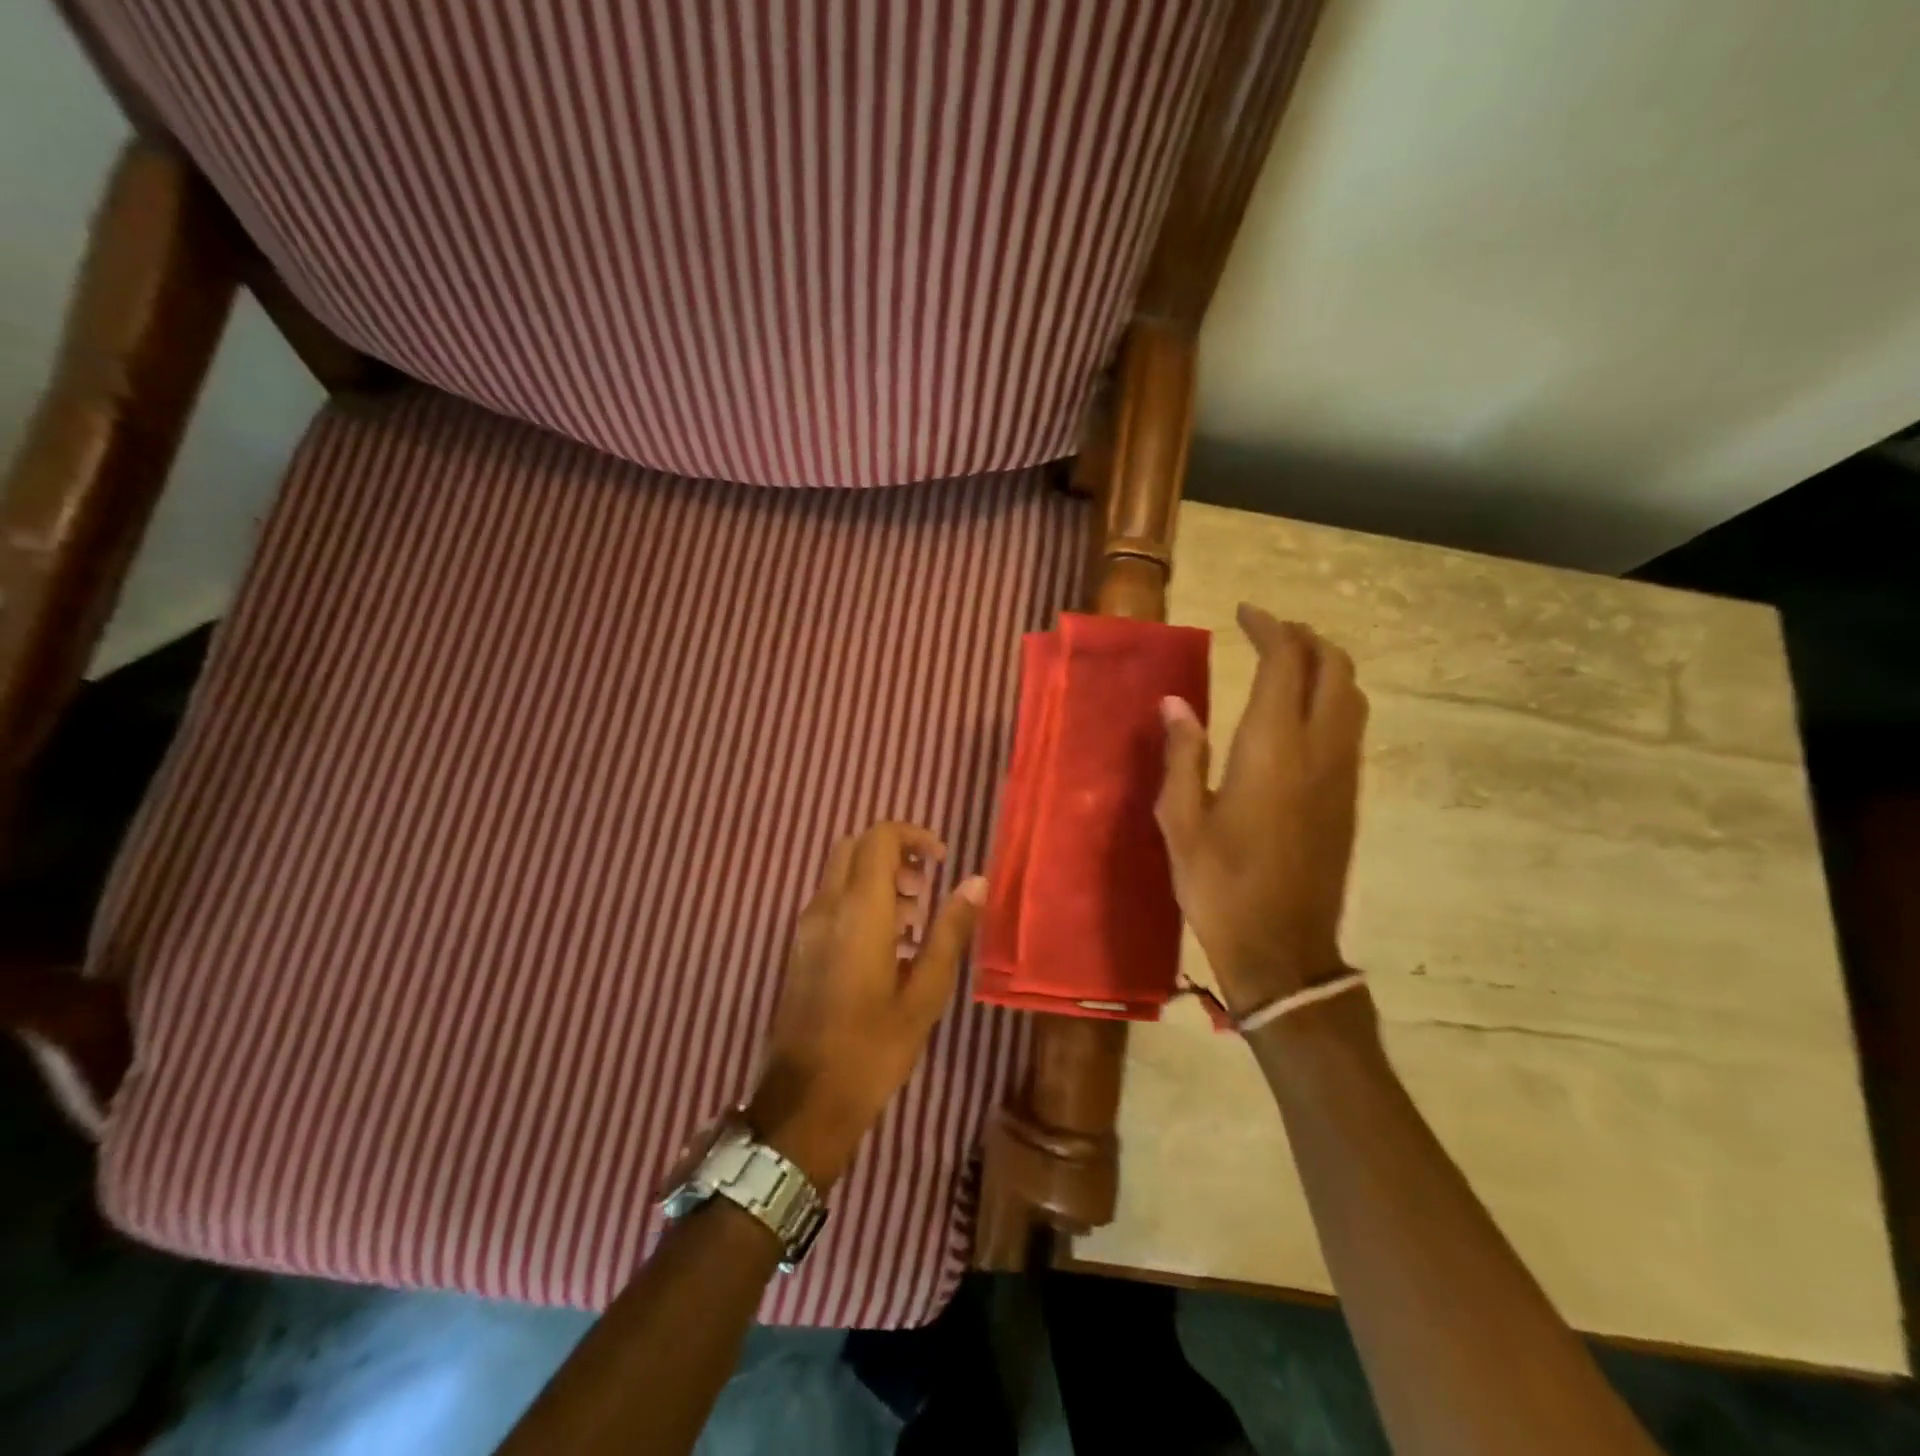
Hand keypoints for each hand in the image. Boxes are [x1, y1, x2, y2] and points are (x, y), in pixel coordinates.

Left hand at [747, 821, 985, 1189]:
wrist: (805, 1101)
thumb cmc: (873, 1048)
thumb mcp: (925, 992)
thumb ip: (950, 931)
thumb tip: (976, 881)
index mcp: (859, 910)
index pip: (879, 838)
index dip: (913, 836)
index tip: (941, 860)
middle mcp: (826, 907)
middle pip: (856, 848)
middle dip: (894, 853)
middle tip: (925, 888)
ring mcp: (807, 928)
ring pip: (841, 874)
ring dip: (878, 880)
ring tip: (913, 924)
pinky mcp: (800, 949)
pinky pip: (831, 903)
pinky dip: (860, 902)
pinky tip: (887, 949)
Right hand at [1155, 605, 1368, 1015]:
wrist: (1283, 950)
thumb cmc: (1220, 885)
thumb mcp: (1181, 821)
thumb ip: (1183, 755)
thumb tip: (1176, 703)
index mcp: (1272, 749)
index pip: (1286, 663)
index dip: (1270, 628)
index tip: (1245, 613)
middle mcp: (1319, 750)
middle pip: (1334, 668)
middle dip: (1306, 638)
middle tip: (1269, 632)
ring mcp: (1341, 774)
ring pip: (1352, 696)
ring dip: (1324, 666)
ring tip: (1286, 663)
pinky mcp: (1348, 798)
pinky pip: (1351, 726)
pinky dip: (1331, 698)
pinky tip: (1299, 714)